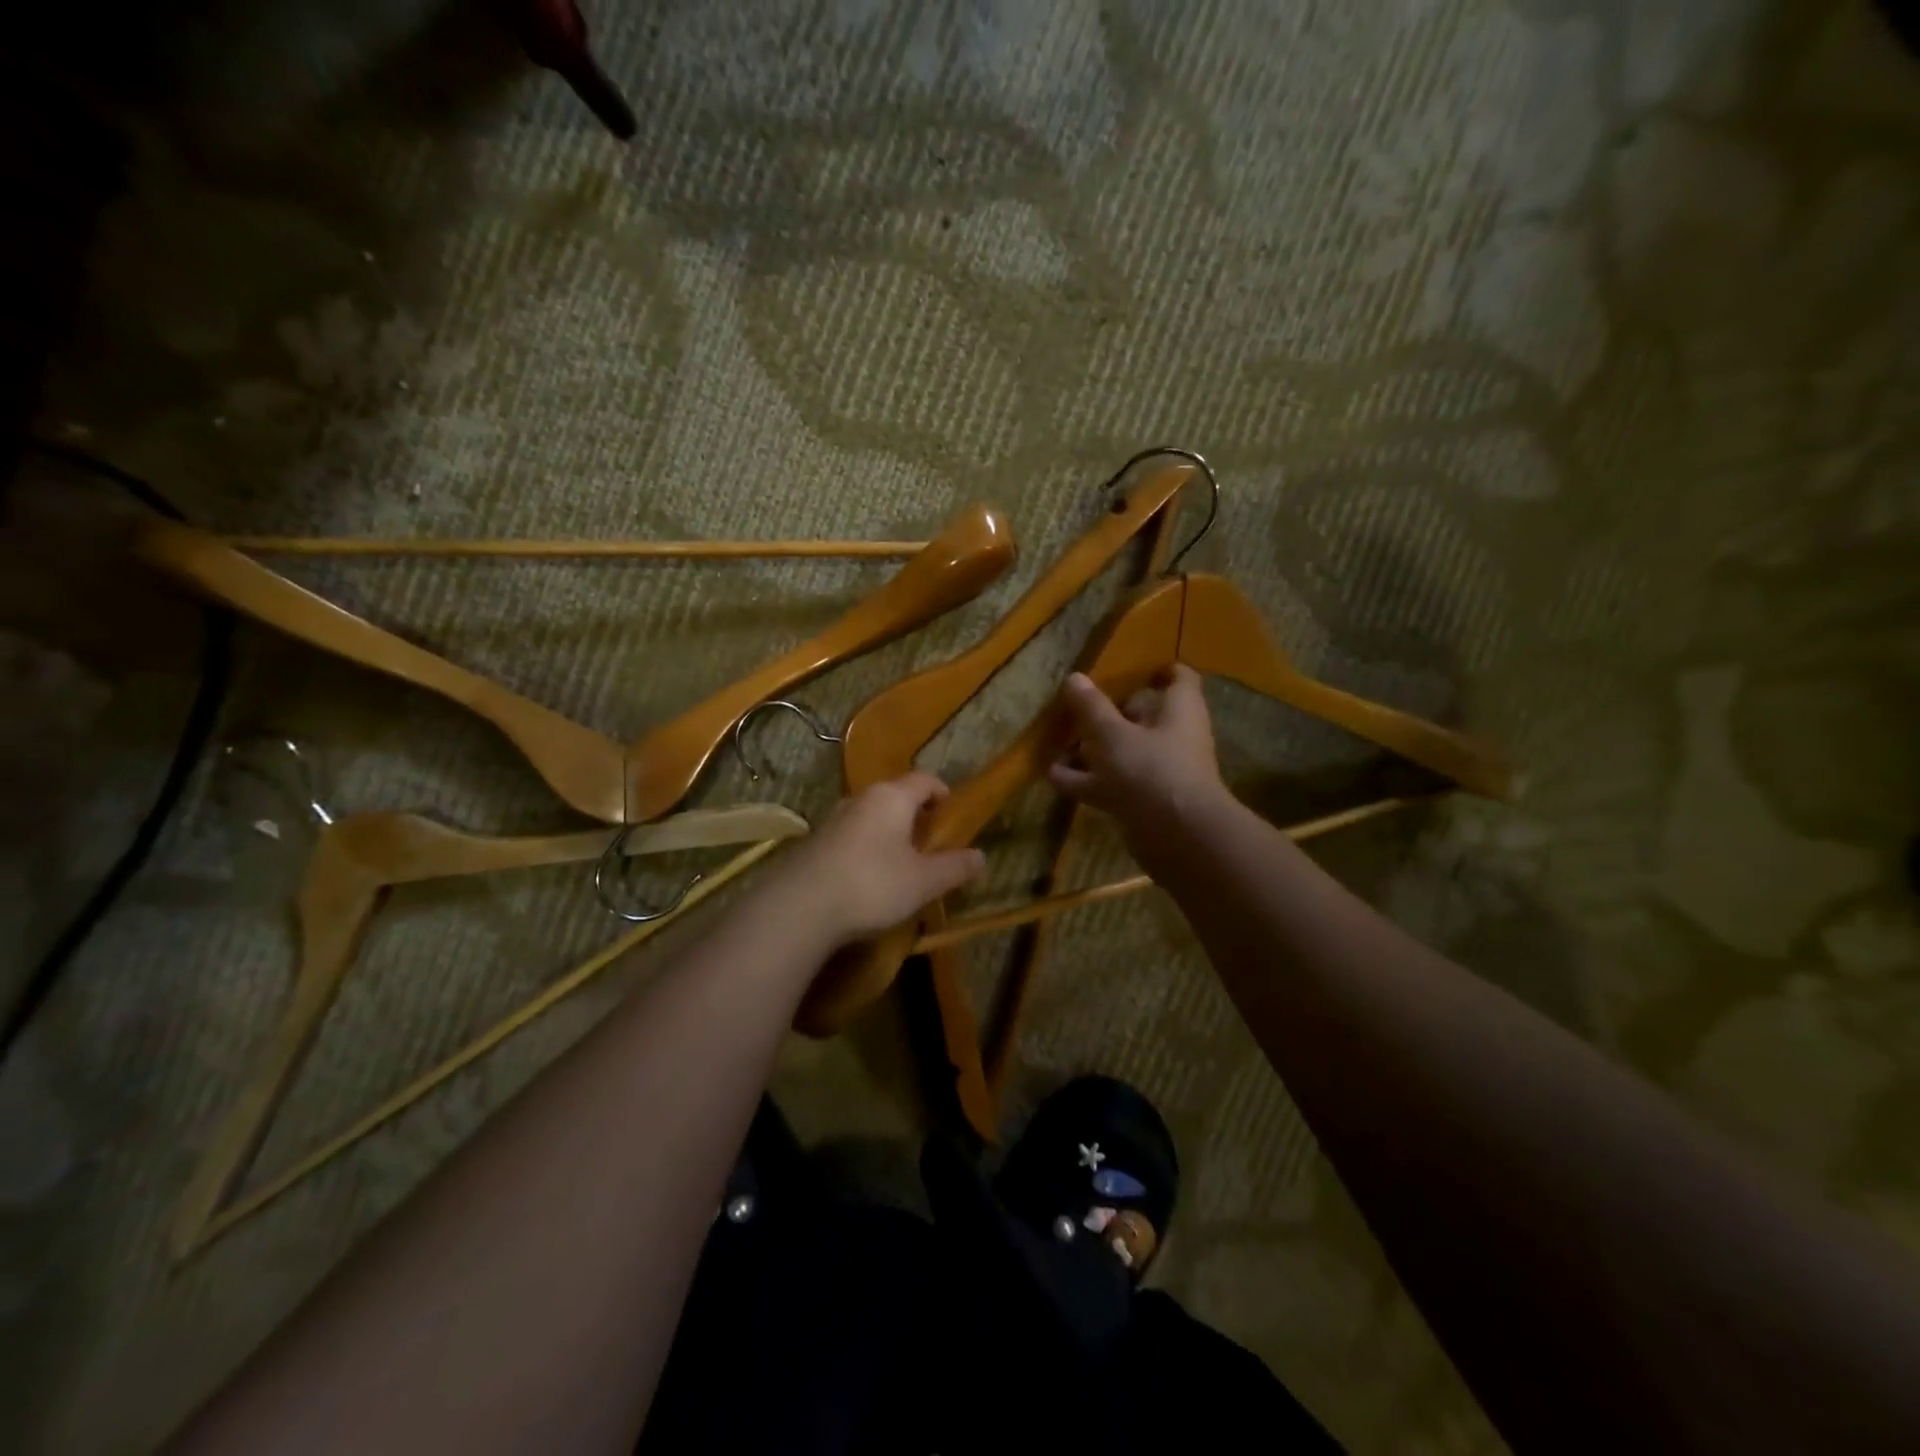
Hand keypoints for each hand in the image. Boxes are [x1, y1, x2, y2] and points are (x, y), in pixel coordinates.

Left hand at [769, 774, 984, 948]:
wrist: (799, 906)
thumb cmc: (872, 885)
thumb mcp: (923, 882)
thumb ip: (955, 867)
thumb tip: (982, 857)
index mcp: (892, 797)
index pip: (924, 780)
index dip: (942, 793)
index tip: (952, 814)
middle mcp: (861, 798)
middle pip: (895, 795)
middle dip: (915, 814)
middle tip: (931, 841)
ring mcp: (833, 818)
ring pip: (871, 815)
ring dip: (888, 831)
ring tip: (901, 861)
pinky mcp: (814, 842)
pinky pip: (851, 835)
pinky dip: (866, 847)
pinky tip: (867, 877)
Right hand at [1047, 666, 1226, 842]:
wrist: (1177, 837)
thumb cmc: (1149, 769)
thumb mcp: (1111, 733)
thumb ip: (1091, 707)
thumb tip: (1074, 677)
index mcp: (1178, 709)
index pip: (1177, 678)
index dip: (1156, 671)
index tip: (1126, 669)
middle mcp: (1174, 736)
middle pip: (1143, 716)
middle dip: (1110, 714)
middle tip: (1076, 708)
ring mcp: (1159, 771)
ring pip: (1123, 752)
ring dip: (1092, 750)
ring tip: (1056, 743)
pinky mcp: (1145, 802)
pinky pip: (1112, 783)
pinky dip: (1086, 780)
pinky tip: (1054, 776)